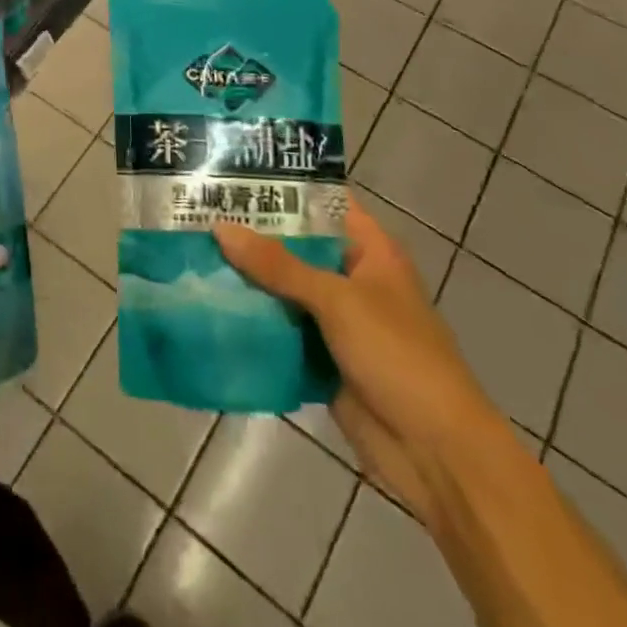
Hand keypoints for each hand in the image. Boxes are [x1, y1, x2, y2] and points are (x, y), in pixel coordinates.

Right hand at [214, 197, 501, 525]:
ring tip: (191, 253)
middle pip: (296, 246)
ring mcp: (337, 321)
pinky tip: (209, 306)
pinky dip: (253, 321)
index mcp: (370, 251)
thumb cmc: (398, 357)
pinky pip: (280, 330)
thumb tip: (220, 229)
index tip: (232, 172)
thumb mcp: (337, 301)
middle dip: (252, 235)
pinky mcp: (322, 358)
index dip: (283, 186)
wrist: (436, 455)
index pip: (322, 203)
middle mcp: (352, 278)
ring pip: (283, 289)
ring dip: (247, 279)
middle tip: (197, 212)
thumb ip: (278, 266)